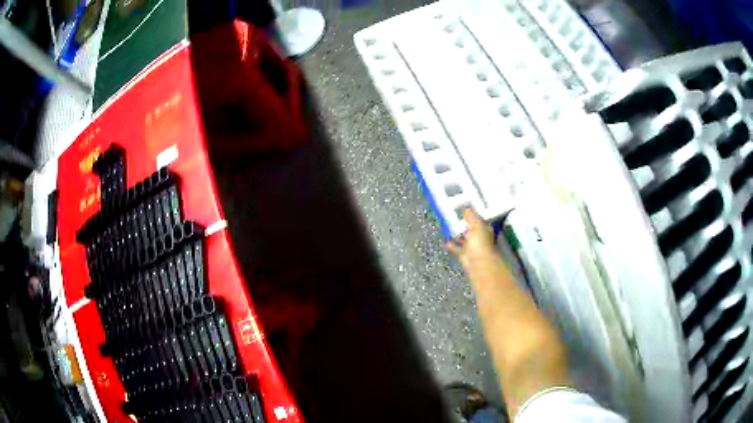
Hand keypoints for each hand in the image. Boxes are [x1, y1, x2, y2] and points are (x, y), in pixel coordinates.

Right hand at [446, 208, 497, 270]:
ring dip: (457, 235)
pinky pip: (456, 248)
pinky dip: (451, 245)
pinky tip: (445, 240)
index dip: (472, 215)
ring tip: (447, 228)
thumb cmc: (480, 242)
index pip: (478, 220)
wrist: (477, 263)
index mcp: (485, 229)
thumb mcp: (476, 224)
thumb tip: (467, 209)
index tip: (463, 210)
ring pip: (463, 239)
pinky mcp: (464, 255)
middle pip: (470, 229)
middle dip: (463, 225)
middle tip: (452, 217)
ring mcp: (472, 247)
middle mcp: (480, 238)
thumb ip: (471, 216)